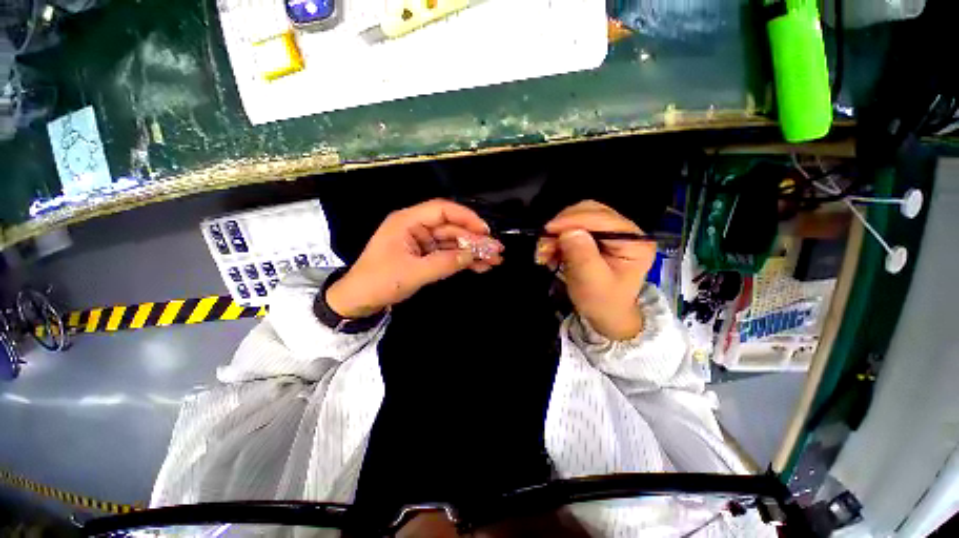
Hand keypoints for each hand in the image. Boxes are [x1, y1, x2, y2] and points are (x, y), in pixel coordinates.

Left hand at [326, 199, 502, 317]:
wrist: (359, 301)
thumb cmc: (379, 282)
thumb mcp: (413, 273)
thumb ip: (444, 263)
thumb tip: (471, 256)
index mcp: (408, 222)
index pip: (442, 210)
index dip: (466, 217)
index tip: (485, 230)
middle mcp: (416, 228)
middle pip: (451, 228)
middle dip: (474, 240)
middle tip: (496, 251)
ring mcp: (421, 243)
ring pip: (452, 243)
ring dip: (472, 252)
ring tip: (494, 261)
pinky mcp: (424, 256)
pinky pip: (447, 255)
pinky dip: (462, 261)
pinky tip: (479, 267)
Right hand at [536, 200, 655, 339]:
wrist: (605, 315)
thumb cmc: (602, 302)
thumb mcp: (592, 283)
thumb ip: (582, 256)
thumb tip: (568, 231)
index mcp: (634, 242)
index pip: (602, 218)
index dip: (573, 220)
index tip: (547, 230)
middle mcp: (625, 231)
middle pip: (589, 211)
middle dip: (563, 225)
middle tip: (544, 244)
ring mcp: (610, 232)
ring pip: (578, 217)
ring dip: (557, 232)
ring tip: (544, 252)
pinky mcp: (596, 236)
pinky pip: (573, 227)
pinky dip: (558, 238)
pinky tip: (551, 252)